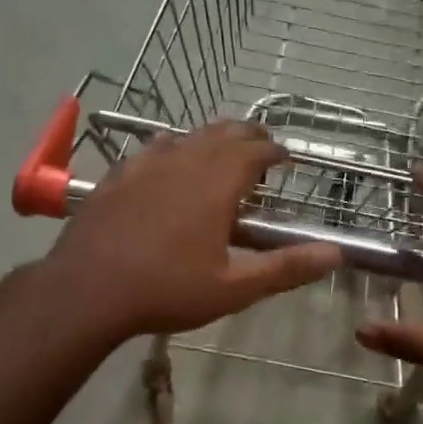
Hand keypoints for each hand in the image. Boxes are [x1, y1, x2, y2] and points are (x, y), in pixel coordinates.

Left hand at [44, 121, 341, 340]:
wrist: (87, 290)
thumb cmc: (166, 290)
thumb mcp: (233, 287)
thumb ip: (285, 268)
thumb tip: (335, 254)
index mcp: (216, 184)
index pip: (254, 150)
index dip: (274, 151)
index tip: (286, 158)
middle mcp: (184, 162)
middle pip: (223, 133)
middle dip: (248, 136)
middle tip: (262, 149)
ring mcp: (146, 165)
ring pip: (188, 136)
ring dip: (212, 139)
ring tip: (222, 152)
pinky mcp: (118, 175)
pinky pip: (154, 148)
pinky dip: (174, 148)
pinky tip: (169, 162)